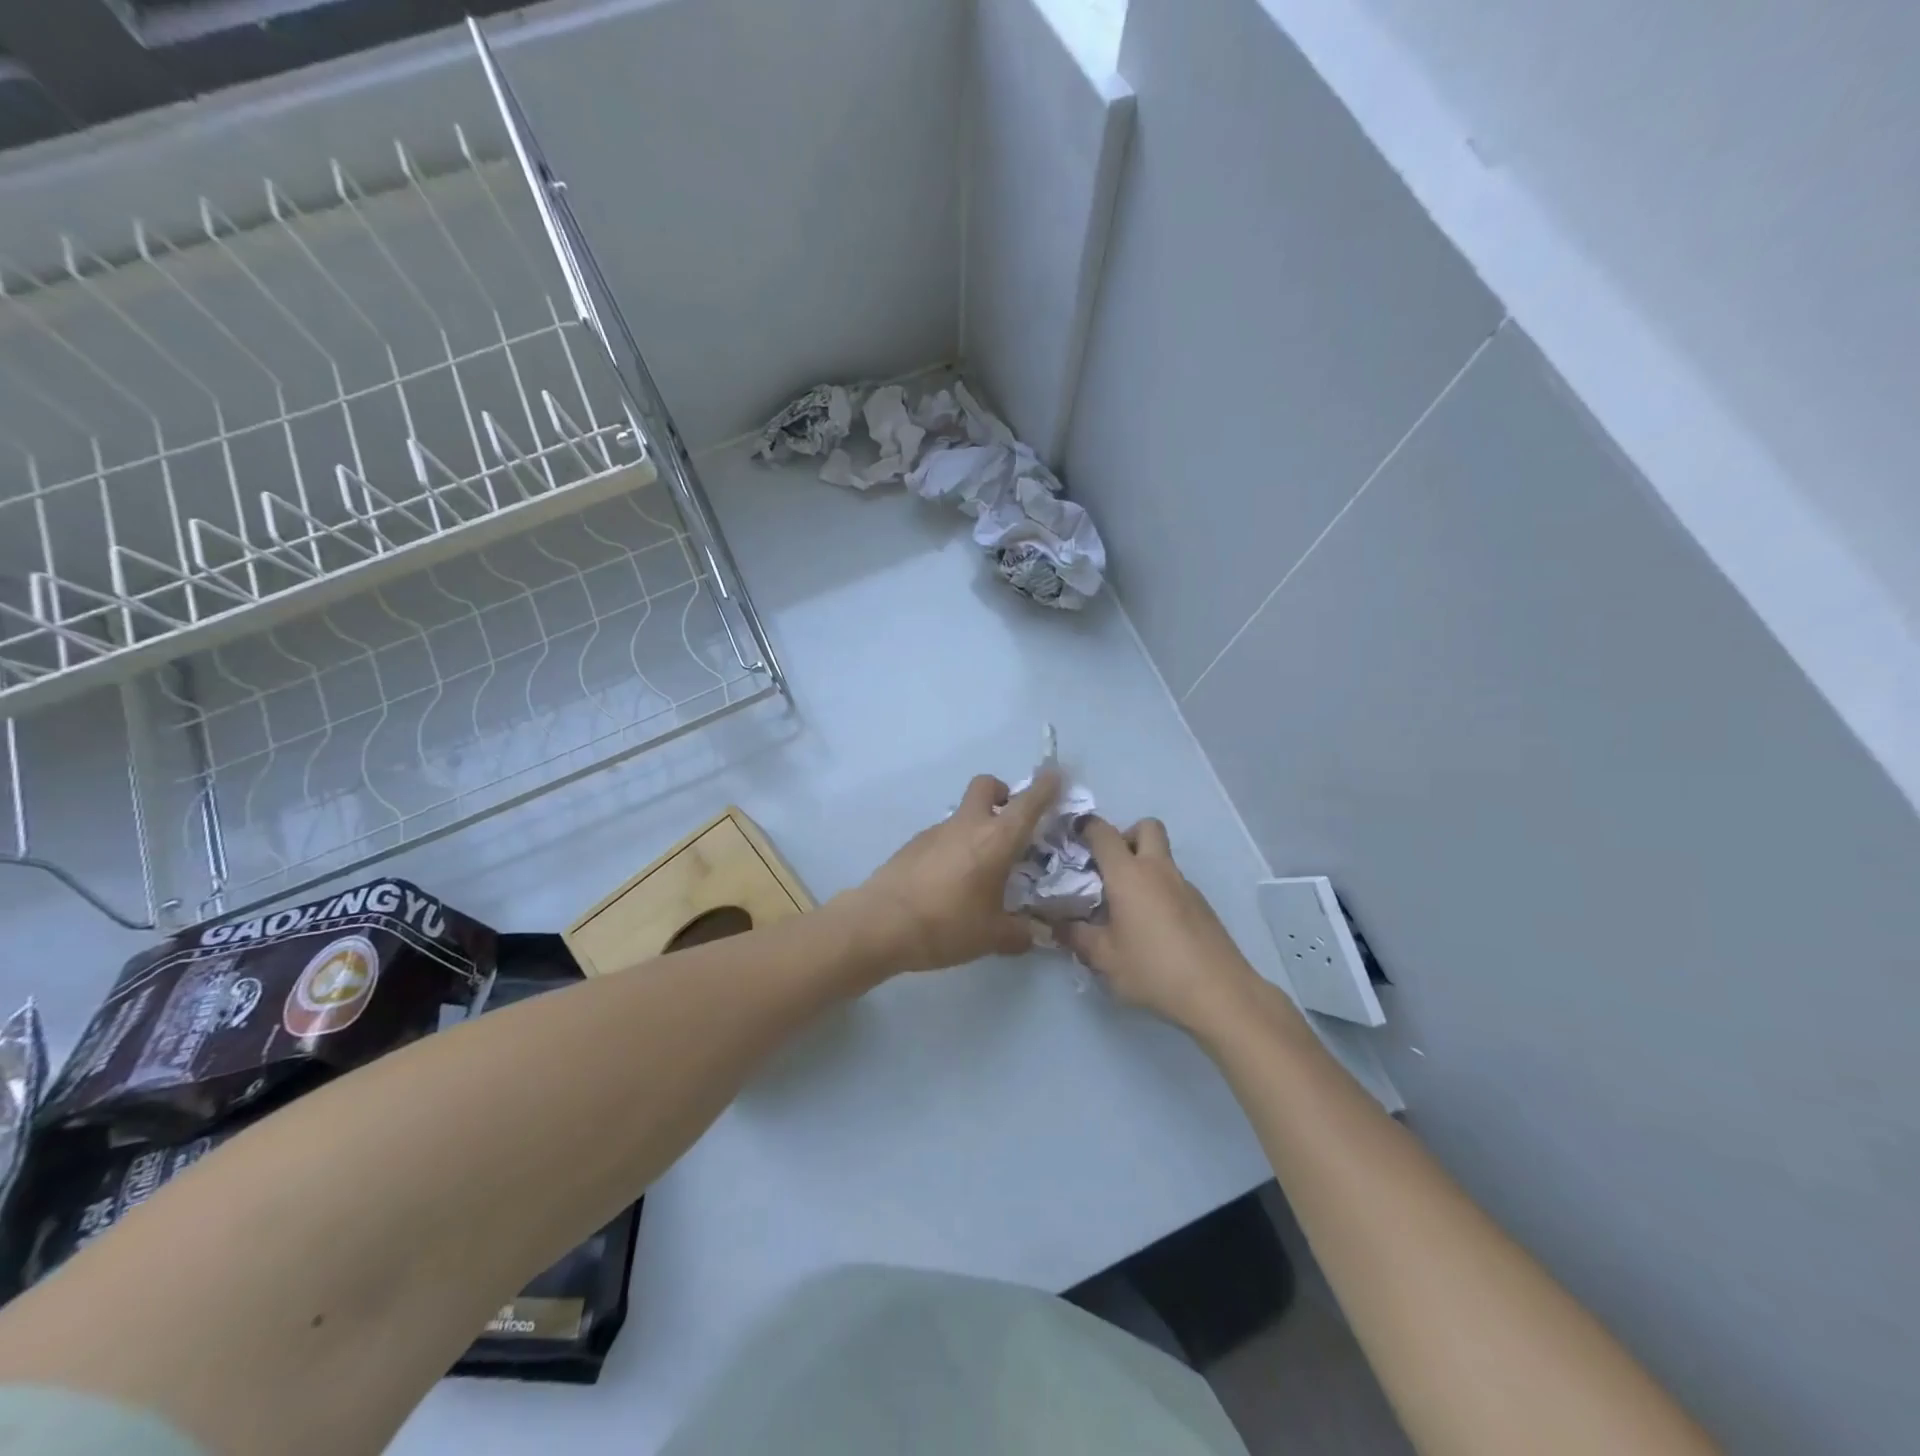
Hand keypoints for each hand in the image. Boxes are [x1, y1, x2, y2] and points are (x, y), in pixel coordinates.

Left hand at [844, 769, 1061, 976]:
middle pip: (986, 786)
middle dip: (1002, 793)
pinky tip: (950, 882)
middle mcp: (967, 825)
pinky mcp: (912, 844)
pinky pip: (942, 835)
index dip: (1045, 787)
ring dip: (976, 826)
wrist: (878, 924)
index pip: (1027, 803)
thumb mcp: (991, 937)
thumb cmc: (945, 925)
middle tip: (1009, 821)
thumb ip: (1019, 933)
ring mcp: (935, 831)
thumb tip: (1035, 935)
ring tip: (980, 868)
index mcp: (996, 840)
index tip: (1054, 775)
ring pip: (963, 813)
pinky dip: (954, 846)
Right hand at [1059, 817, 1262, 1035]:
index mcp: (1128, 874)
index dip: (1085, 827)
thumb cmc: (1153, 969)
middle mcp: (1158, 869)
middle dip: (1125, 836)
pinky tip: (1152, 927)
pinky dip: (1159, 890)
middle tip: (1110, 868)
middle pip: (1145, 827)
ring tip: (1127, 906)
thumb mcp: (1104, 958)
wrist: (1219, 992)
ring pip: (1162, 856)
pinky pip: (1174, 883)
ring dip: (1143, 866)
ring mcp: (1185, 885)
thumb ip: (1076, 937)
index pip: (1103, 832)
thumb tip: (1055, 925)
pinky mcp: (1202, 905)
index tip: (1072, 837)